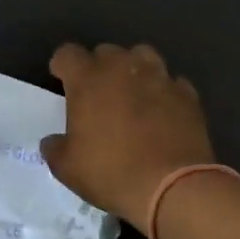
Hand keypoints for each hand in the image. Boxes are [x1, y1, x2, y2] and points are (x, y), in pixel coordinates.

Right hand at [40, 42, 216, 233]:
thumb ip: (55, 148)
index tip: (62, 82)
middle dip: (98, 67)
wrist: (173, 187)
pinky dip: (163, 92)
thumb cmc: (112, 173)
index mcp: (88, 79)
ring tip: (132, 93)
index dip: (62, 66)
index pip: (67, 53)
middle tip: (98, 94)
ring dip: (133, 69)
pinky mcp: (186, 93)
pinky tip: (162, 112)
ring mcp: (158, 76)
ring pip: (142, 55)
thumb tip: (53, 141)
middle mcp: (122, 67)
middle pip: (105, 51)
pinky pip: (170, 82)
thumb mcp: (68, 169)